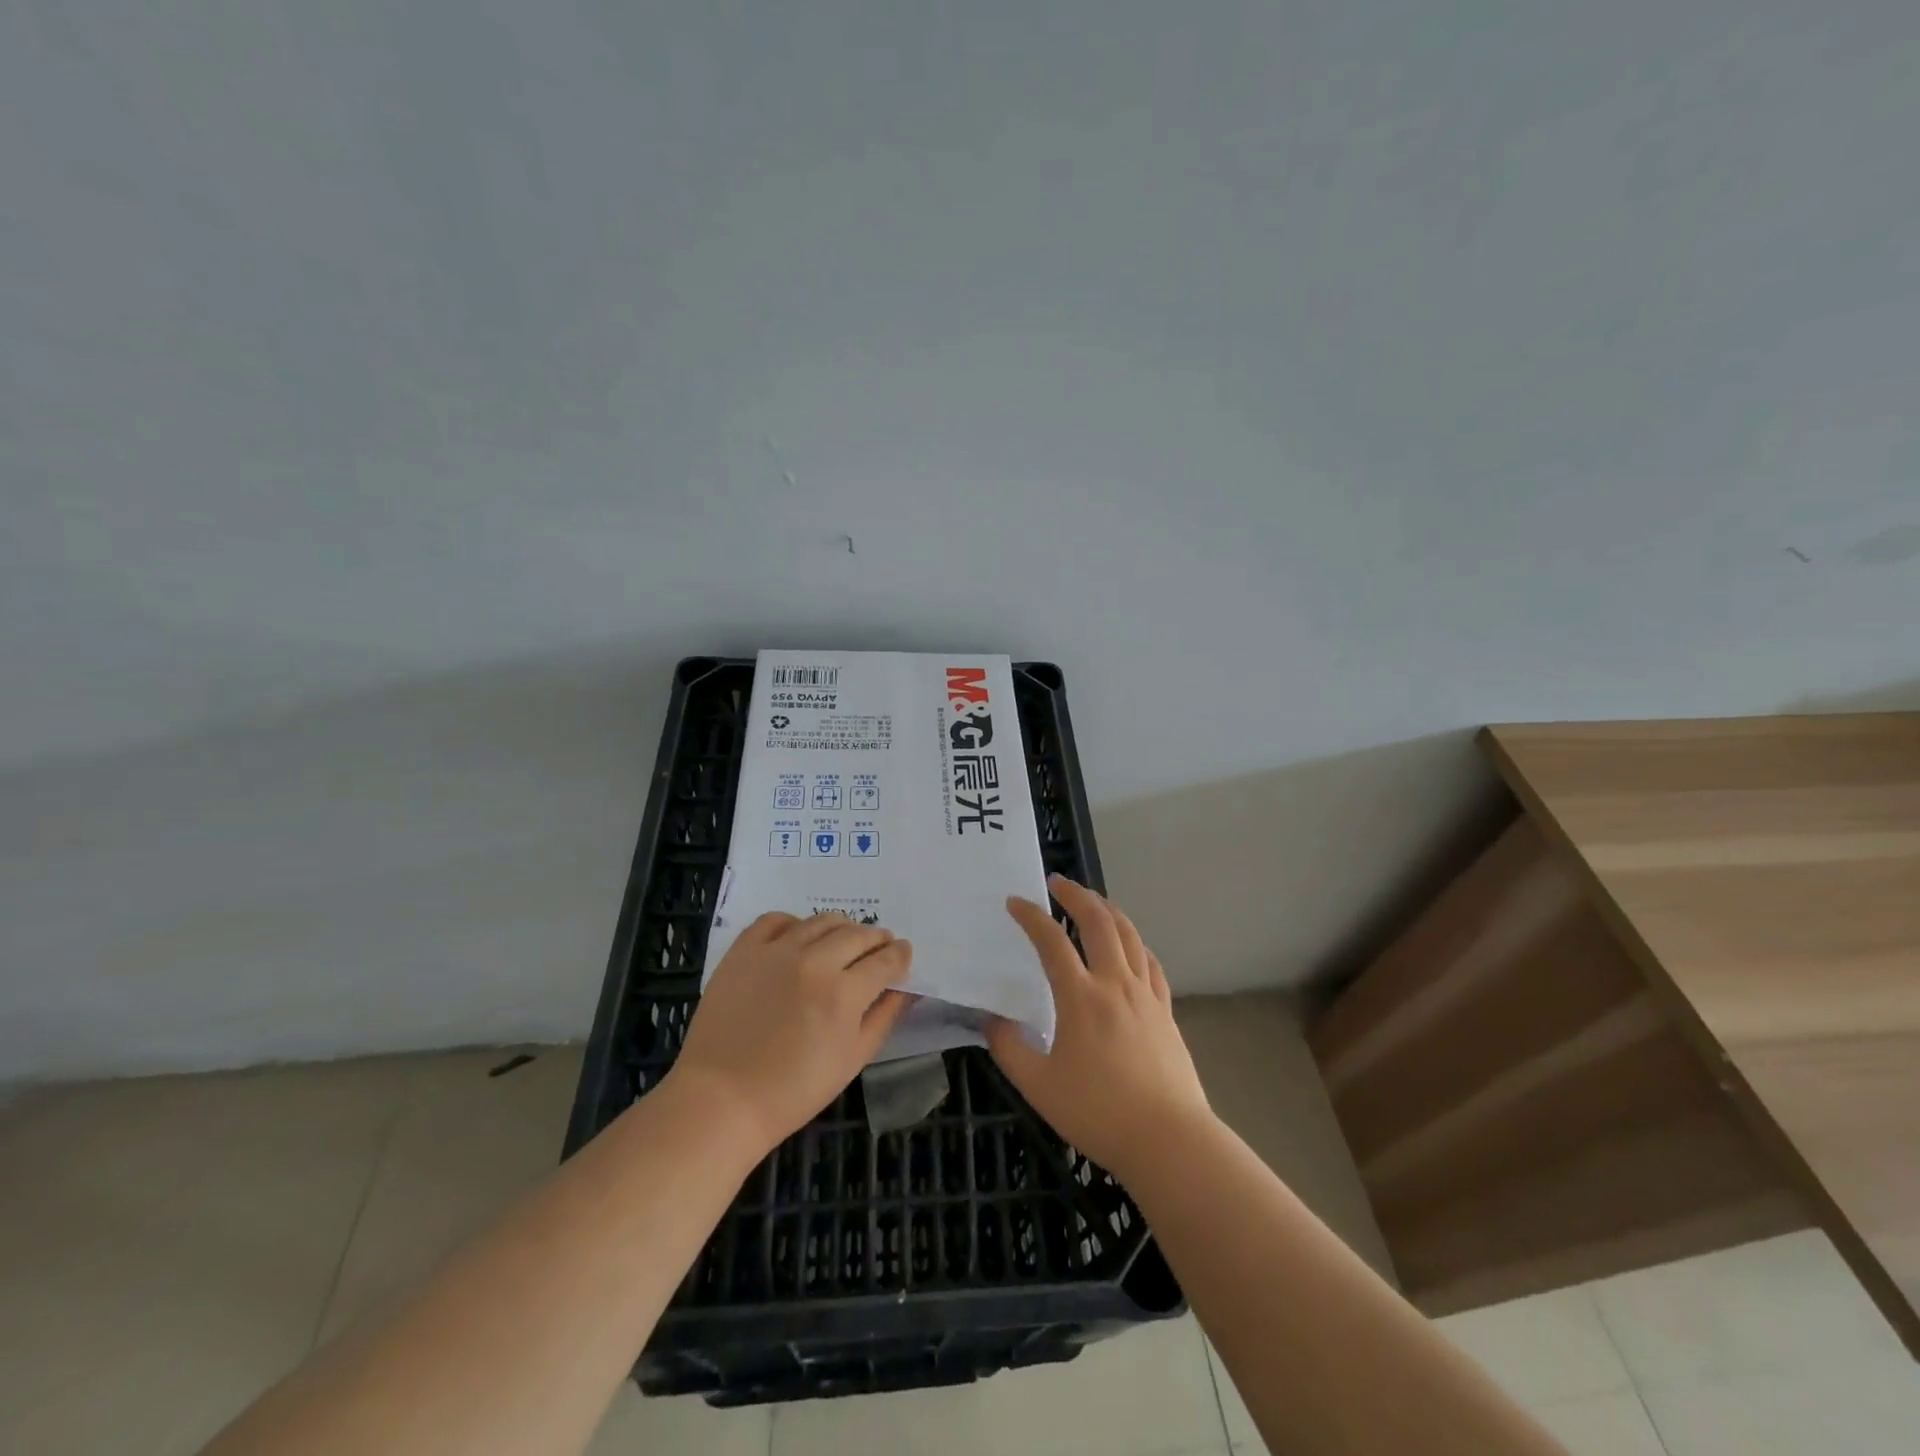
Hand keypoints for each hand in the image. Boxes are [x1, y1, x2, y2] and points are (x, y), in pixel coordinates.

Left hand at [668, 912, 913, 1155]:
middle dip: (877, 939)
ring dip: (842, 928)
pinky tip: (799, 937)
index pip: (886, 960)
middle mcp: (814, 961)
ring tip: (844, 940)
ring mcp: (776, 951)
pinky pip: (777, 919)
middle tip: (880, 948)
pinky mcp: (745, 949)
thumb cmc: (794, 1091)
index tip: (903, 955)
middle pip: (858, 934)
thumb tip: (906, 988)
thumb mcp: (852, 1060)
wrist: (722, 1099)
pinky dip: (795, 923)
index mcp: (844, 993)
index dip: (900, 955)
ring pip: (822, 921)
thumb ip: (884, 1017)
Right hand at [987, 876, 1210, 1180]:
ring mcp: (1146, 995)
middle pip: (1098, 921)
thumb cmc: (1098, 1112)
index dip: (1030, 916)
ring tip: (1093, 901)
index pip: (1051, 940)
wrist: (1169, 1140)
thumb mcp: (1038, 1086)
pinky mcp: (1166, 1011)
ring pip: (1130, 935)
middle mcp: (1115, 983)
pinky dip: (1135, 943)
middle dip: (1076, 895)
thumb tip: (992, 1018)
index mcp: (1081, 997)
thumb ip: (1009, 1048)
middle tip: (1057, 883)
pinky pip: (1151, 963)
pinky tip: (1130, 947)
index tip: (1014, 903)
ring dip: (1108, 910)